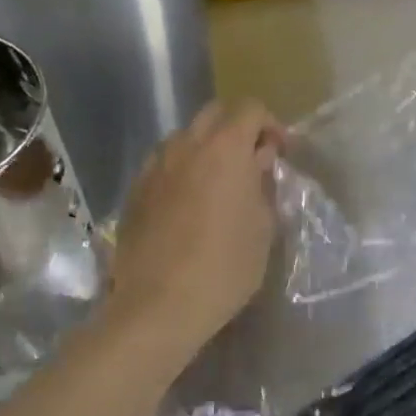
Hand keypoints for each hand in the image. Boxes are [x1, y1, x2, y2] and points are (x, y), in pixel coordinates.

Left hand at [109, 99, 285, 352]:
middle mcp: (186, 145)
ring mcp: (155, 166)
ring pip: (185, 137)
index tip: (279, 153)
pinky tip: (189, 204)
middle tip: (252, 162)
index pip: (250, 108)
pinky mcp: (135, 190)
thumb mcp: (263, 227)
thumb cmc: (224, 267)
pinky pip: (164, 164)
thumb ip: (263, 184)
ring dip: (207, 148)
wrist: (158, 306)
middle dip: (238, 128)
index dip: (270, 125)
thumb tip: (258, 163)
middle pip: (215, 114)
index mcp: (225, 148)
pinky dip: (182, 170)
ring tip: (218, 184)